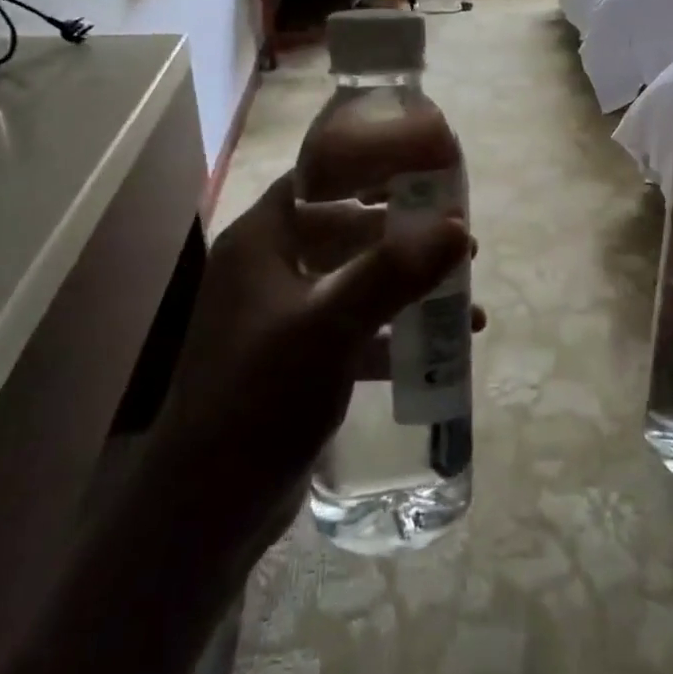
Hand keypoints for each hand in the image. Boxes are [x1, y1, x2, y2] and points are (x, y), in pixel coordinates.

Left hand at [160, 173, 472, 497]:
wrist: (208, 508)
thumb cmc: (260, 397)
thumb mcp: (330, 327)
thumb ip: (394, 272)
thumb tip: (458, 226)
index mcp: (261, 242)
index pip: (317, 178)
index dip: (369, 165)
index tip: (426, 168)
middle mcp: (268, 269)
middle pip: (345, 228)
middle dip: (404, 234)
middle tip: (458, 238)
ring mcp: (283, 316)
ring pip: (356, 279)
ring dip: (408, 283)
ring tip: (464, 291)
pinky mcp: (299, 358)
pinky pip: (356, 327)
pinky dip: (395, 331)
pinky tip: (441, 348)